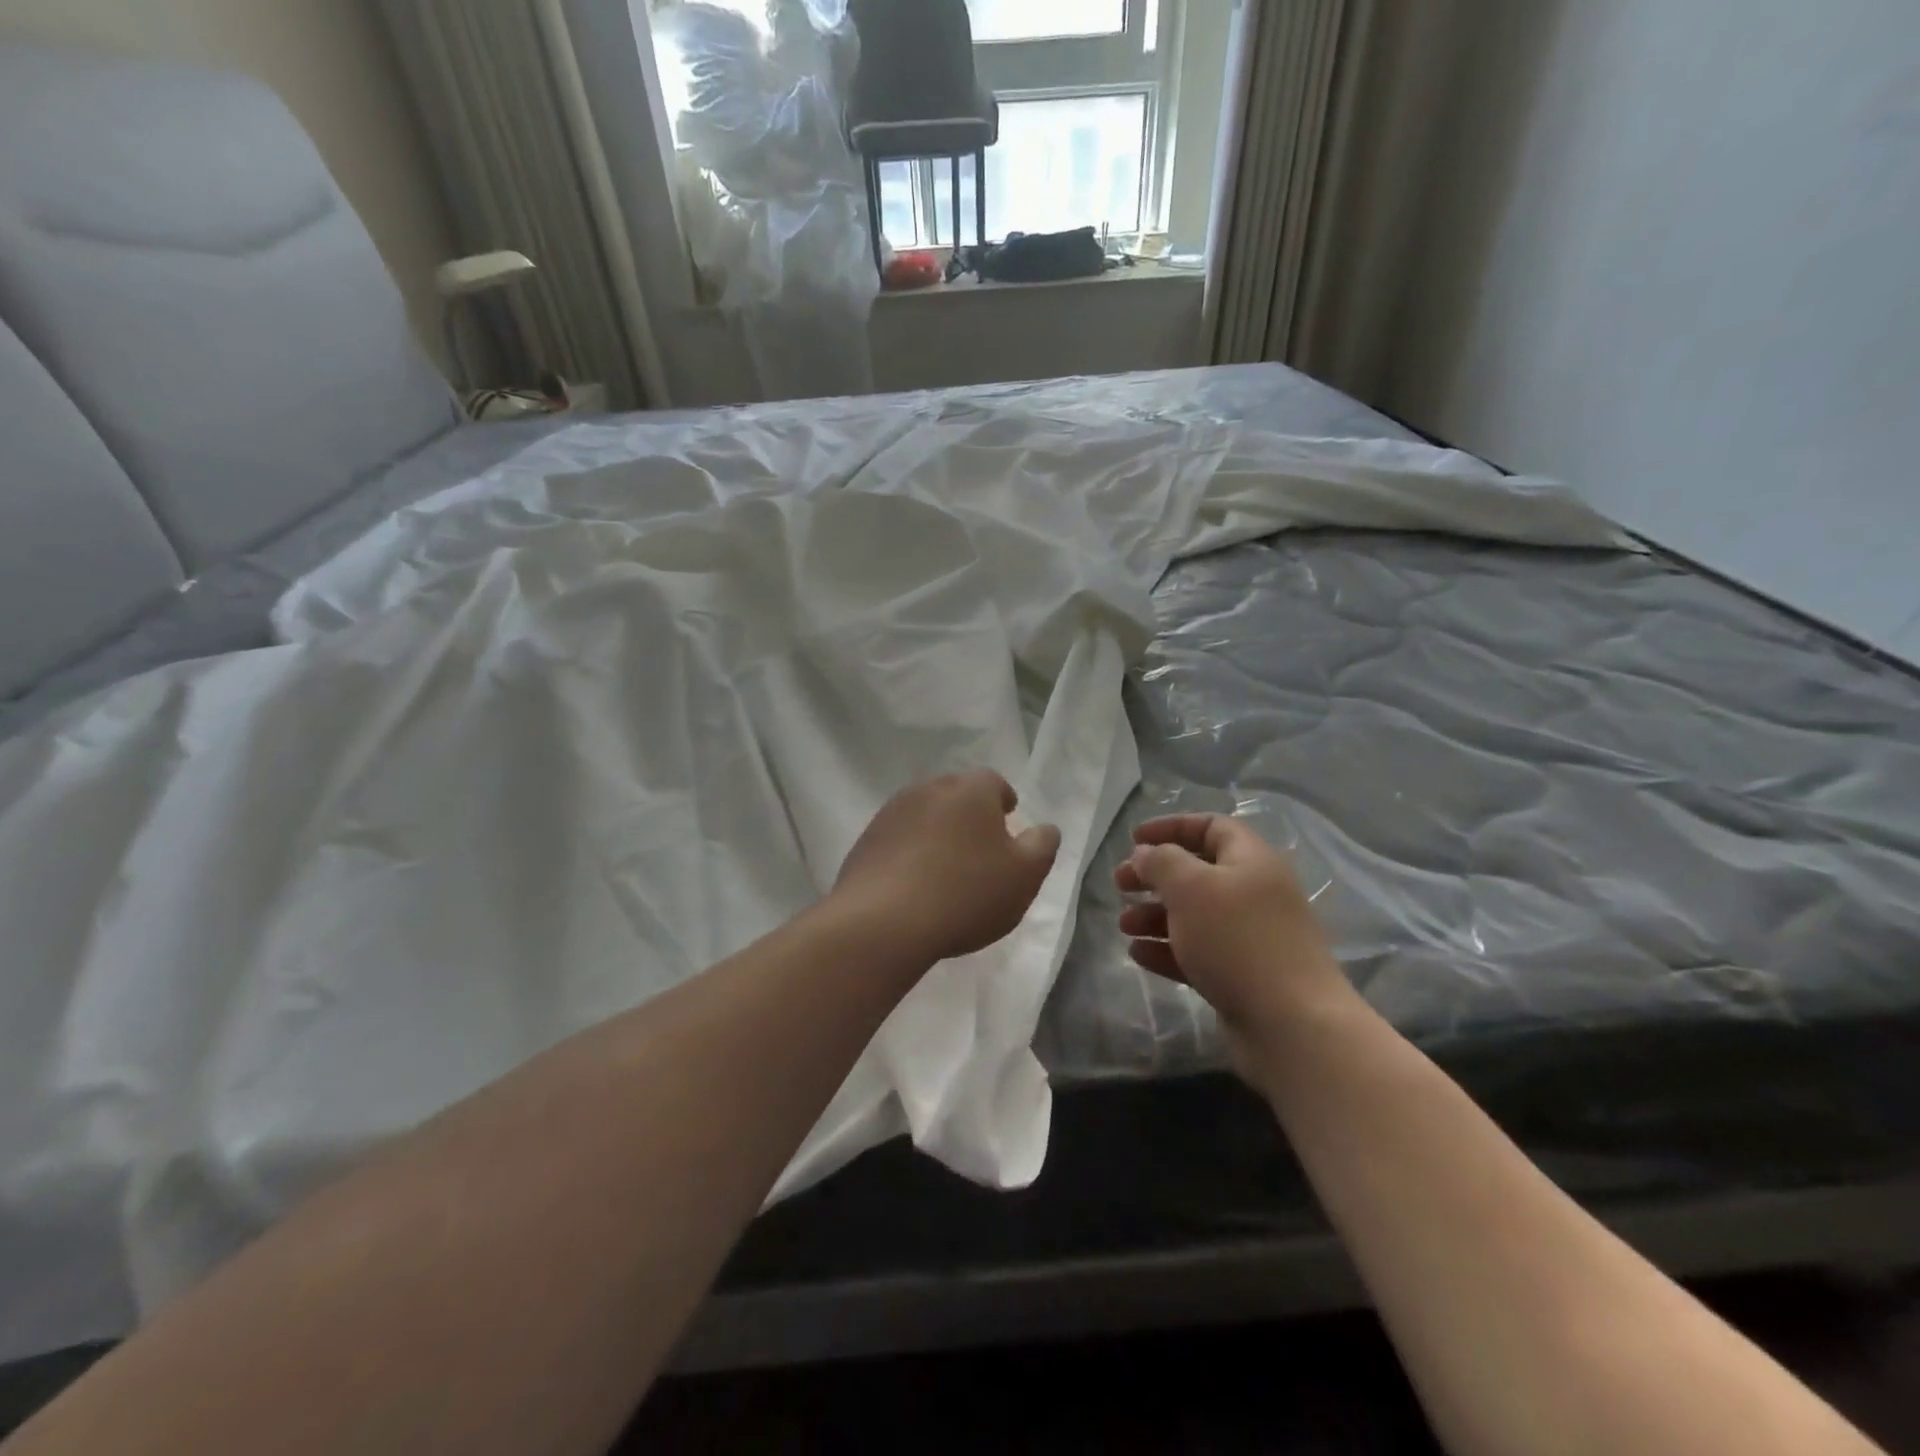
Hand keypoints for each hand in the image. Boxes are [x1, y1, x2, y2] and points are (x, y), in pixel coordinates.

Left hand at [833, 770, 1061, 962]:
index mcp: (970, 791)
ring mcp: (892, 813)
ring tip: (946, 867)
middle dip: (969, 814)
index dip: (1003, 801)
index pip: (993, 782)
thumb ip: (1041, 846)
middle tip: (979, 846)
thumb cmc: (966, 894)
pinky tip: (914, 882)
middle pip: (956, 794)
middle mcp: (929, 789)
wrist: (883, 922)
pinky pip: (897, 839)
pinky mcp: (866, 840)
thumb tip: (1045, 828)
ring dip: (937, 832)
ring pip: (924, 814)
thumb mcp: (1024, 876)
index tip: (1007, 821)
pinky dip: (909, 852)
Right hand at [1115, 814, 1352, 1054]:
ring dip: (1154, 915)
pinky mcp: (1241, 975)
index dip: (1171, 827)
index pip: (1211, 827)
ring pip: (1193, 915)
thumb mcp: (1191, 887)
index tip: (1134, 839)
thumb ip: (1161, 862)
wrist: (1291, 1025)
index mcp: (1252, 861)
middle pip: (1197, 872)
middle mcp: (1254, 893)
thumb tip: (1145, 854)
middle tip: (1119, 884)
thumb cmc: (1238, 940)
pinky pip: (1197, 952)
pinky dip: (1167, 948)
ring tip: (1124, 925)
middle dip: (1154, 876)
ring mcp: (1249, 937)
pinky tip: (1138, 954)